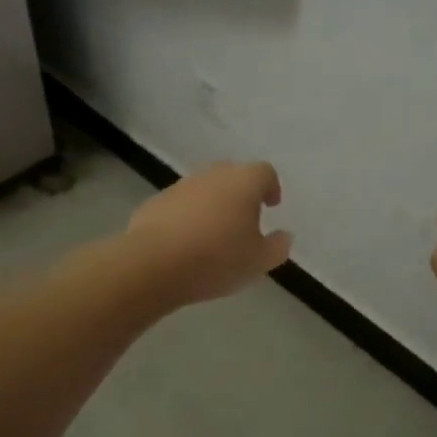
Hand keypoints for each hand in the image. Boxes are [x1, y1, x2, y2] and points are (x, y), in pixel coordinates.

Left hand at [124, 161, 292, 305]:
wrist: (153, 264)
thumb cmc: (216, 258)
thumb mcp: (258, 261)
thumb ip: (277, 246)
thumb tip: (283, 236)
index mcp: (243, 182)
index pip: (264, 172)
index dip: (271, 187)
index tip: (271, 205)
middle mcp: (213, 175)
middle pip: (233, 175)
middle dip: (241, 194)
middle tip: (245, 220)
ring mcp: (181, 186)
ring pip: (205, 189)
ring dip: (213, 205)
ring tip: (214, 235)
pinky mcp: (155, 202)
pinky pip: (180, 205)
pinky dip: (187, 217)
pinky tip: (185, 243)